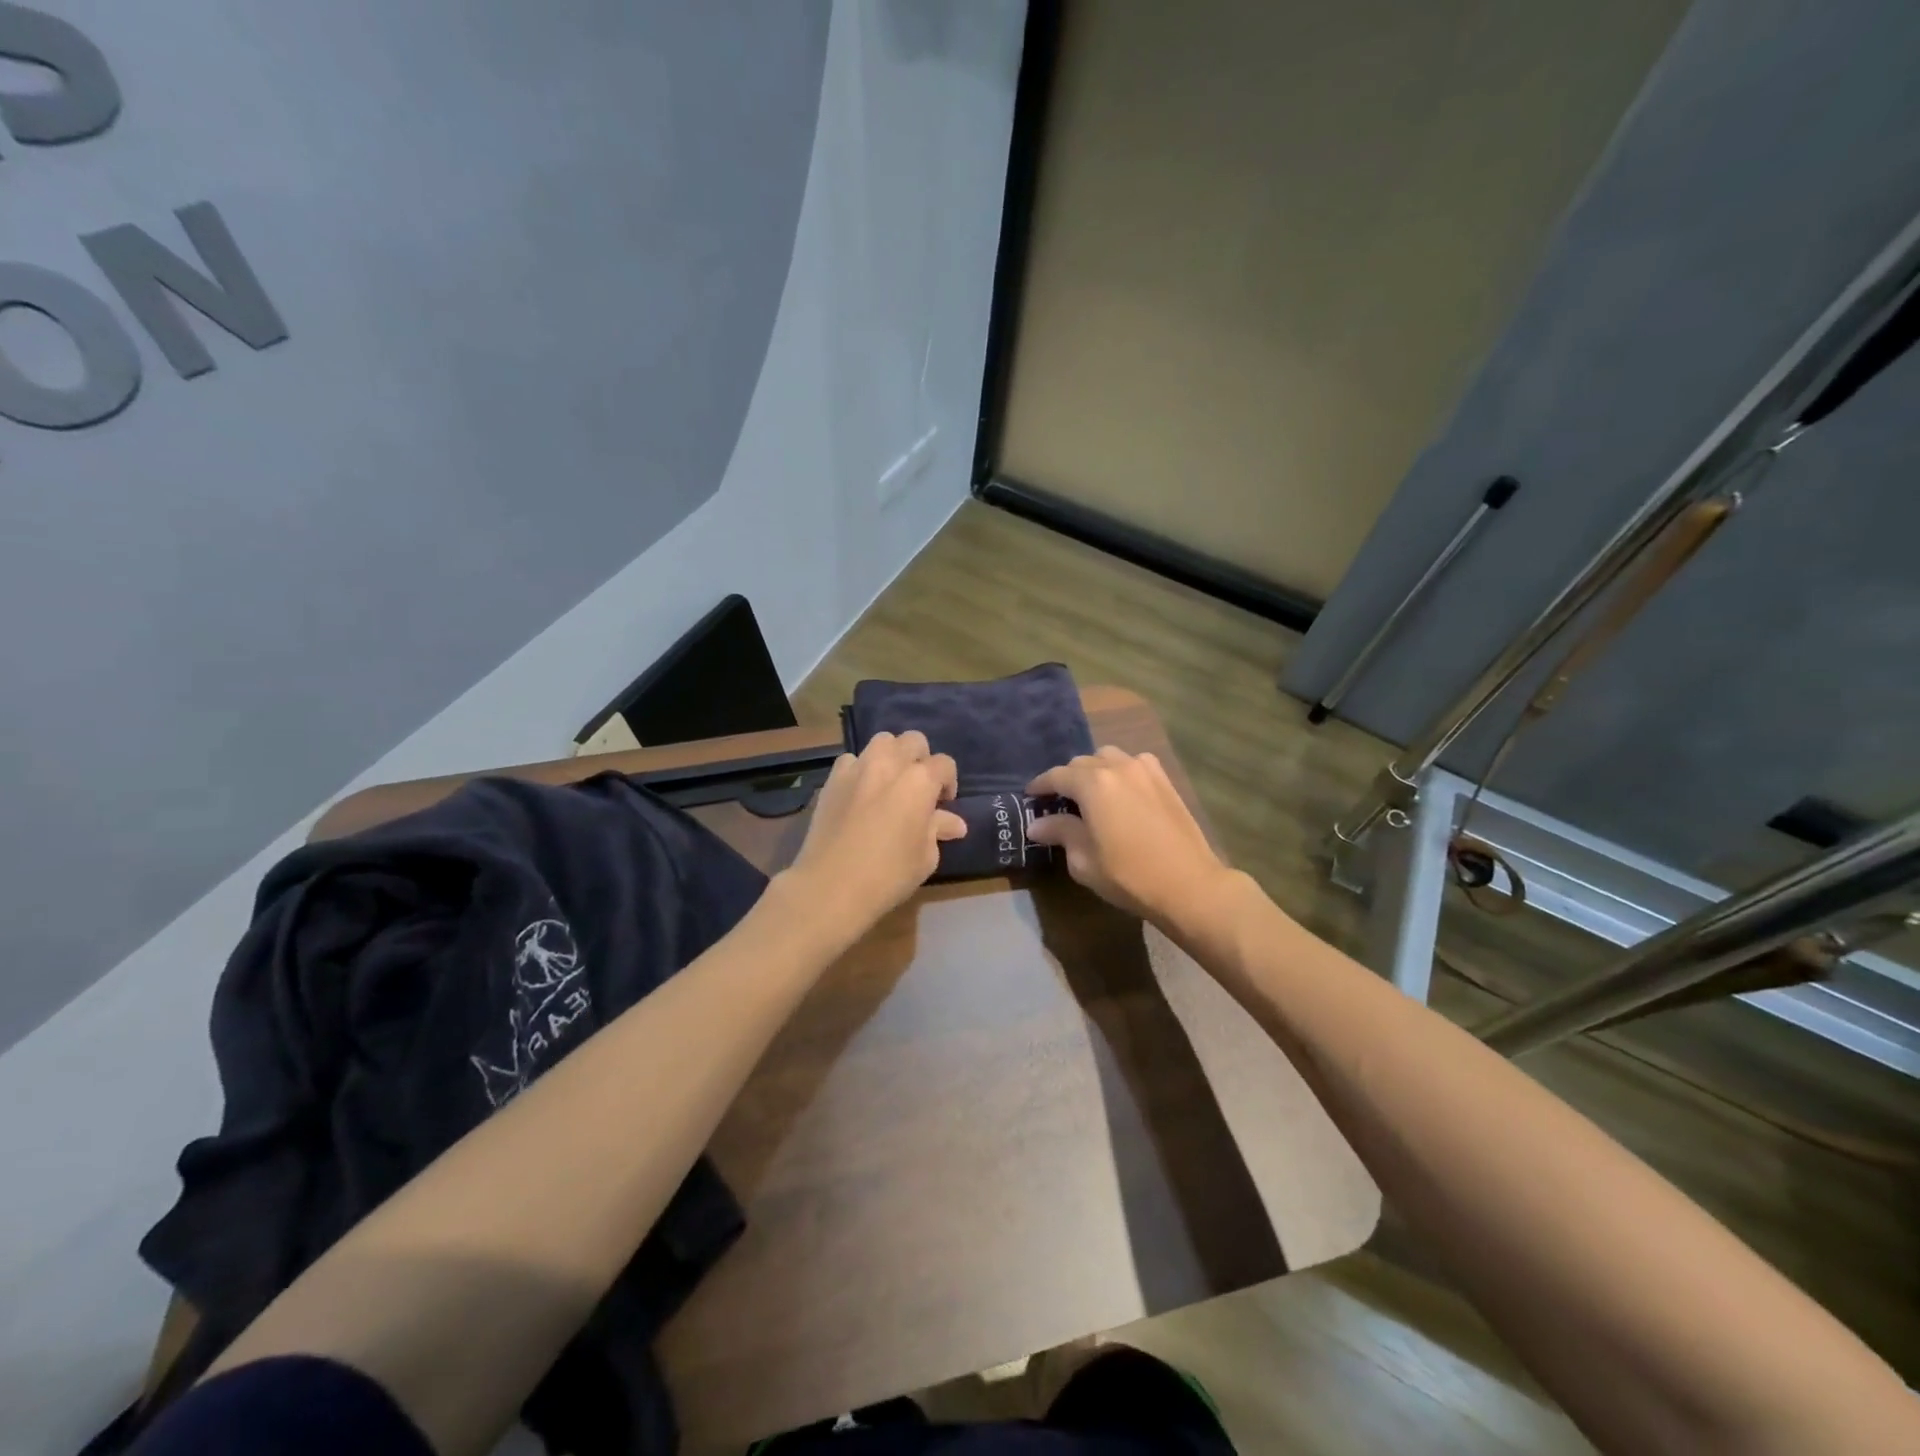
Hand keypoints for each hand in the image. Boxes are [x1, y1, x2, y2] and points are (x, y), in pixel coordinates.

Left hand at [783, 730, 965, 933]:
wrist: (830, 886)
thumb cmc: (888, 875)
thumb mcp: (925, 857)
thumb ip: (938, 830)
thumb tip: (954, 823)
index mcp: (919, 781)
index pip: (944, 764)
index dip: (949, 782)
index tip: (943, 805)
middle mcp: (889, 764)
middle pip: (913, 741)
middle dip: (921, 759)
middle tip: (918, 788)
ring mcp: (857, 768)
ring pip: (881, 742)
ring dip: (892, 756)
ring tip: (890, 782)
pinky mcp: (832, 779)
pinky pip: (851, 760)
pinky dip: (861, 769)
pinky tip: (860, 792)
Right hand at [1026, 747, 1234, 928]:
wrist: (1188, 884)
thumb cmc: (1128, 876)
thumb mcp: (1084, 860)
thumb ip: (1060, 833)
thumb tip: (1037, 824)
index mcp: (1093, 784)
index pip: (1057, 776)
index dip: (1040, 785)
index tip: (1030, 795)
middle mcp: (1118, 767)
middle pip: (1082, 763)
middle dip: (1067, 779)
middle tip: (1060, 802)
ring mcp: (1145, 770)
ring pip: (1109, 757)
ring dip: (1095, 771)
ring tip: (1091, 794)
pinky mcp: (1165, 780)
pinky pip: (1134, 764)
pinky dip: (1120, 771)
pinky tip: (1121, 792)